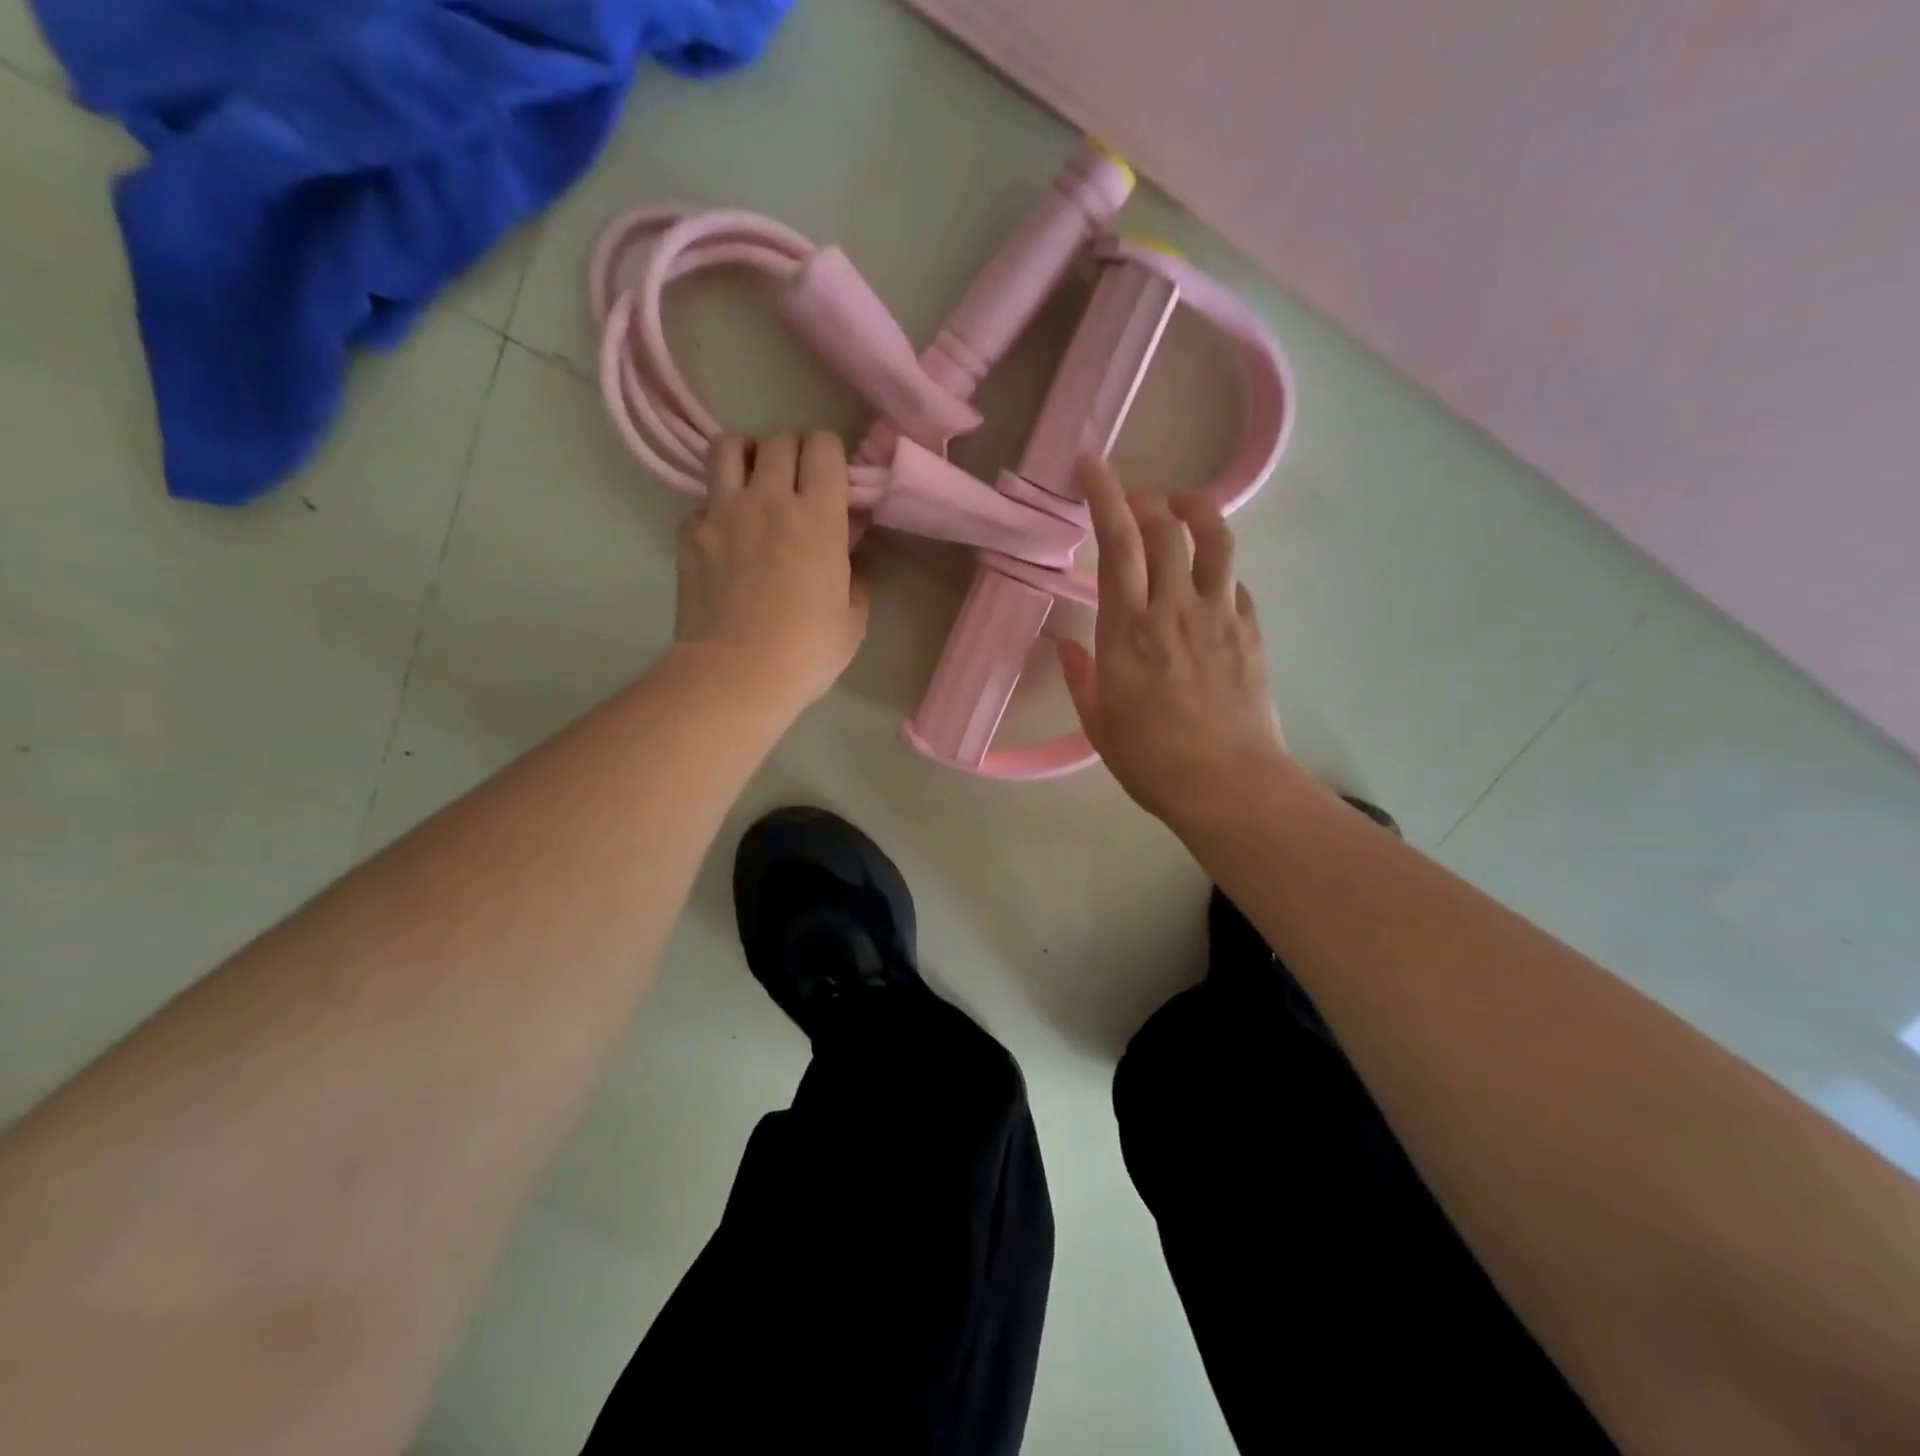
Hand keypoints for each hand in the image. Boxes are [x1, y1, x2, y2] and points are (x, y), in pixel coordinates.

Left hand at [674, 432, 869, 710]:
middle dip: (792, 453)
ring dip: (746, 457)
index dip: (830, 456)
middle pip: (778, 439)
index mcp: (818, 515)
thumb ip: (856, 579)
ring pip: (728, 447)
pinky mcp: (689, 534)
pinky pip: (701, 501)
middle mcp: (769, 499)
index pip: (824, 445)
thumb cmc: (806, 652)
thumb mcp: (852, 621)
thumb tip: (850, 558)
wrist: (735, 674)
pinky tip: (725, 536)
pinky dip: (715, 509)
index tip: (833, 482)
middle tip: (796, 483)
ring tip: (753, 484)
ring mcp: (722, 512)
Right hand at [1059, 458, 1290, 827]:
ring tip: (1182, 507)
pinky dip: (1219, 568)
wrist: (1227, 785)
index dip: (1105, 496)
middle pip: (1167, 528)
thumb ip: (1083, 677)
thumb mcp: (1099, 723)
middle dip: (1147, 500)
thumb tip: (1070, 645)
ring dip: (1197, 511)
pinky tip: (1208, 582)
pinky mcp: (1250, 631)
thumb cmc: (1151, 760)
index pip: (1117, 544)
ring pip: (1215, 540)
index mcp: (1127, 631)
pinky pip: (1235, 582)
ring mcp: (1219, 616)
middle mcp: (1174, 609)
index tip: (1092, 465)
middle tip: (1134, 501)